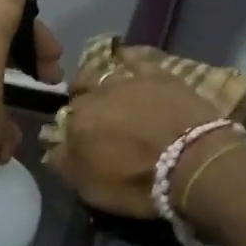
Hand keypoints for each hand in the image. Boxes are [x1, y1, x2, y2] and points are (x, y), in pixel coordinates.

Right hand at [45, 47, 222, 216]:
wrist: (192, 160)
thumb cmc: (139, 182)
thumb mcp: (92, 189)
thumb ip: (67, 164)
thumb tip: (54, 149)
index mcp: (78, 122)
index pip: (65, 121)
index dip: (72, 131)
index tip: (82, 141)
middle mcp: (97, 95)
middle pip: (81, 92)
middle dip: (82, 100)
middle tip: (95, 116)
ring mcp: (128, 80)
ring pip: (103, 72)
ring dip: (101, 81)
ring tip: (107, 90)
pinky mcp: (157, 74)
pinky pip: (135, 57)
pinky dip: (127, 56)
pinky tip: (124, 56)